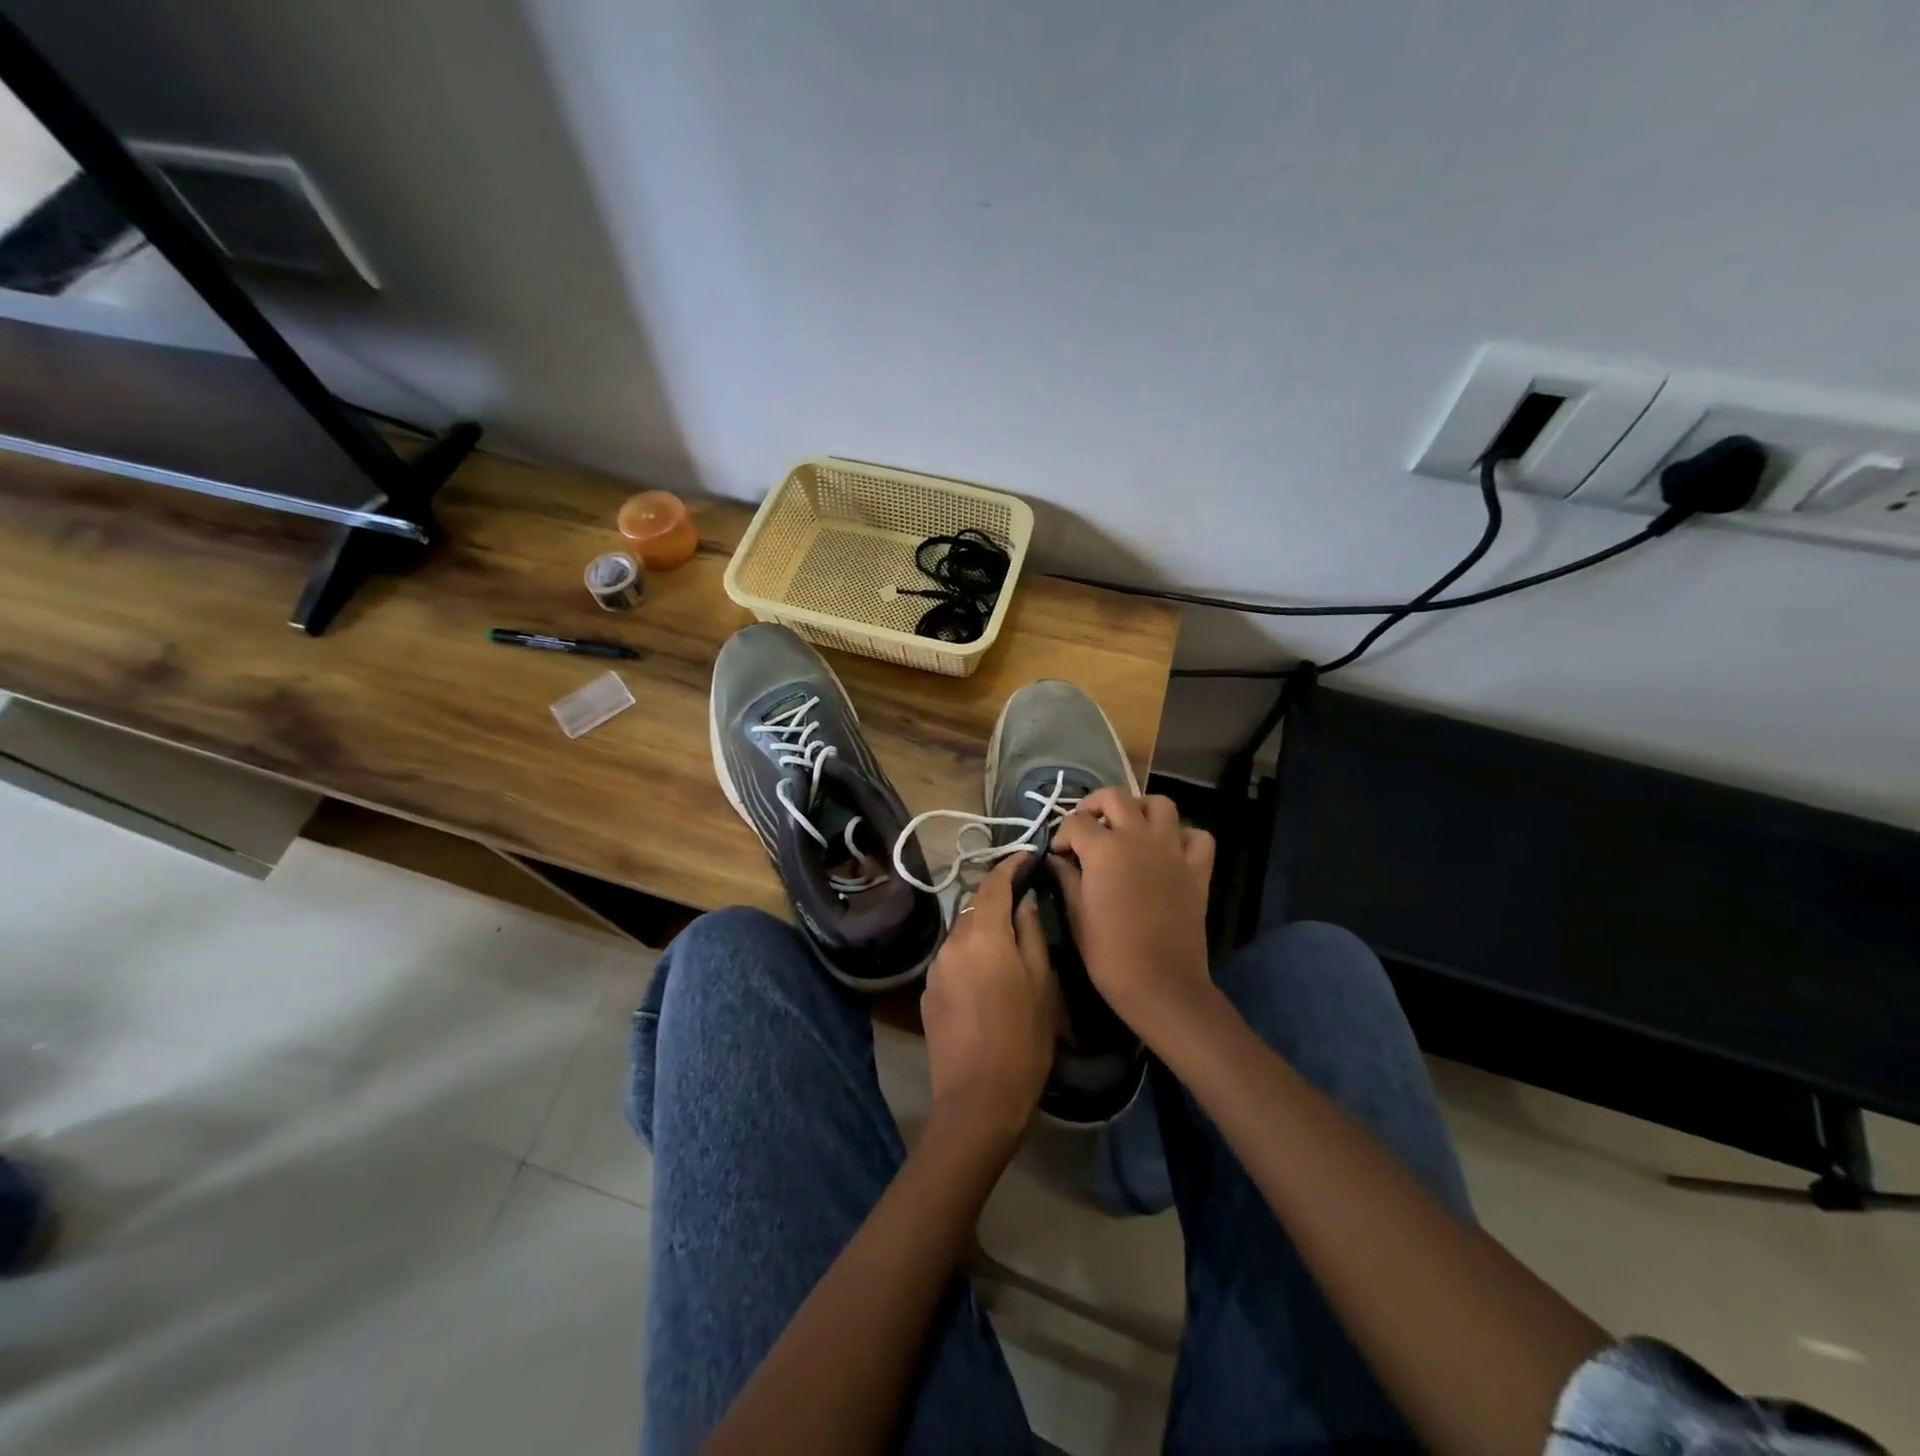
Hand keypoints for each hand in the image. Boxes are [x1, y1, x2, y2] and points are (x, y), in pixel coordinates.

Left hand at [919, 854, 1055, 1155]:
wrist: (978, 1099)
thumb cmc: (1023, 1038)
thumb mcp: (1042, 983)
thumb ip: (1031, 932)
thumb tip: (1025, 901)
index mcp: (983, 934)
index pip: (994, 884)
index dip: (1010, 866)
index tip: (1027, 856)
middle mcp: (951, 942)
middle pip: (975, 908)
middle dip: (998, 900)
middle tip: (1025, 902)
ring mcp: (935, 968)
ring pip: (963, 934)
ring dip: (984, 931)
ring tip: (1009, 946)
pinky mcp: (928, 993)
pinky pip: (952, 960)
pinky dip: (970, 956)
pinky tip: (987, 979)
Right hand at [1049, 789, 1217, 1046]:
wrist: (1161, 984)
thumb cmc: (1109, 953)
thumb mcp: (1075, 914)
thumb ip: (1065, 878)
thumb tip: (1056, 860)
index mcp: (1104, 848)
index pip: (1075, 821)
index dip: (1062, 835)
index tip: (1059, 854)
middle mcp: (1138, 837)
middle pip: (1115, 797)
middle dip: (1095, 805)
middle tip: (1087, 828)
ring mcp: (1172, 850)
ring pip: (1160, 804)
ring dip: (1140, 808)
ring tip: (1128, 828)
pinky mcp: (1197, 869)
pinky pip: (1197, 836)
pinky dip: (1183, 835)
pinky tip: (1168, 849)